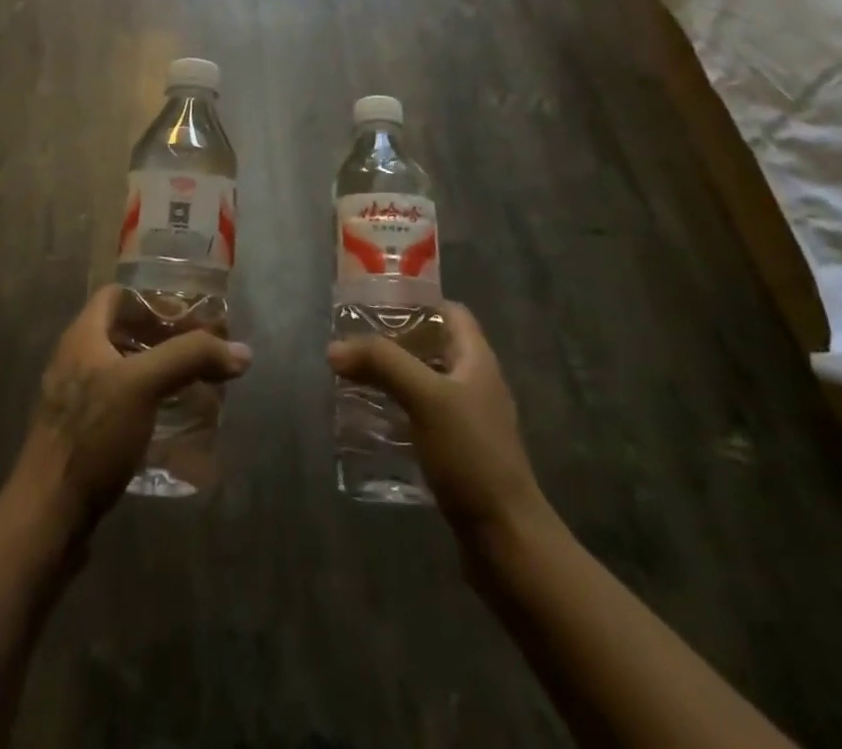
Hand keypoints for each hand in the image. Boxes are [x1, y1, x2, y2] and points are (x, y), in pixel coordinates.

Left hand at [6, 285, 251, 540]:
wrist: (47, 517)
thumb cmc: (92, 436)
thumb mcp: (143, 385)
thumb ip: (190, 358)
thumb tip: (241, 352)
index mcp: (82, 337)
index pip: (118, 294)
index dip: (153, 297)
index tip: (190, 313)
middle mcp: (76, 360)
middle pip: (124, 331)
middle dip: (164, 336)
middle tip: (202, 350)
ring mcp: (76, 400)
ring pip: (124, 369)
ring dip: (159, 371)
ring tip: (196, 383)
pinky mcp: (83, 434)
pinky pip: (121, 403)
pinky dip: (149, 402)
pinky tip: (174, 420)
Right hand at [328, 303, 558, 549]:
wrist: (505, 539)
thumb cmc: (471, 455)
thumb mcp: (425, 398)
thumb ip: (382, 364)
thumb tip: (335, 348)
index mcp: (476, 360)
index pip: (450, 313)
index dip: (416, 303)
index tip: (376, 306)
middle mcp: (475, 384)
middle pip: (432, 347)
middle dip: (393, 343)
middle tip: (353, 345)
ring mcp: (468, 421)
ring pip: (424, 384)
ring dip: (391, 379)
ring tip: (352, 380)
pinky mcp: (457, 453)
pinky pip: (421, 418)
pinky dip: (396, 413)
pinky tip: (369, 423)